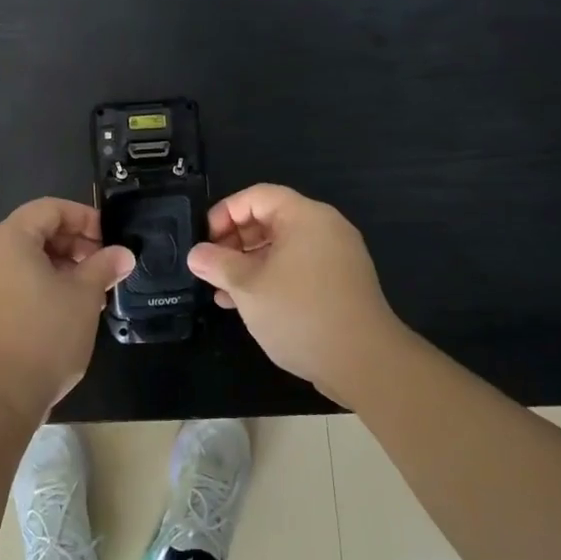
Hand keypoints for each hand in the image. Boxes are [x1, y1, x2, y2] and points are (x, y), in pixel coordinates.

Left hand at [0, 198, 134, 425]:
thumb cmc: (44, 335)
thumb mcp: (84, 296)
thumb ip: (104, 266)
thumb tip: (123, 253)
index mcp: (9, 237)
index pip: (50, 209)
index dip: (84, 218)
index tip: (110, 240)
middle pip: (35, 230)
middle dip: (73, 244)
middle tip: (103, 267)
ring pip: (25, 257)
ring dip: (60, 266)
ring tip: (90, 292)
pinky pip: (12, 279)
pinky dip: (39, 283)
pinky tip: (65, 308)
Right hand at [187, 185, 408, 407]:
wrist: (364, 363)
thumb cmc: (300, 313)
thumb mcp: (248, 286)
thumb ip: (218, 264)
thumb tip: (197, 254)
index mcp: (305, 217)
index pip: (257, 196)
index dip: (225, 213)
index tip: (205, 241)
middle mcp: (324, 229)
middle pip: (270, 219)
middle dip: (235, 241)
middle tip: (211, 266)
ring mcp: (336, 257)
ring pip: (282, 248)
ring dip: (249, 264)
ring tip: (221, 289)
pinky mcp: (340, 285)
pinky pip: (297, 268)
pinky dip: (271, 278)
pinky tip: (246, 304)